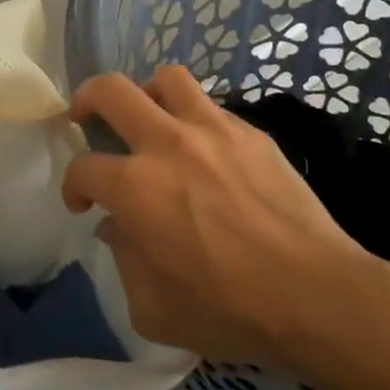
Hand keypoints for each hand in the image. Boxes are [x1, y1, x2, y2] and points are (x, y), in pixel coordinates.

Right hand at [62, 66, 373, 365]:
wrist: (315, 295)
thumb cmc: (229, 310)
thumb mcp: (154, 309)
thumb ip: (124, 261)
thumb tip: (119, 227)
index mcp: (136, 187)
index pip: (84, 167)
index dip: (74, 184)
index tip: (83, 203)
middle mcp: (168, 144)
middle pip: (112, 91)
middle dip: (88, 100)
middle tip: (87, 118)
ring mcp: (214, 130)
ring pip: (167, 79)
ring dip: (147, 93)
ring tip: (149, 117)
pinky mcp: (252, 134)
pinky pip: (212, 108)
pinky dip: (195, 120)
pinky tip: (204, 151)